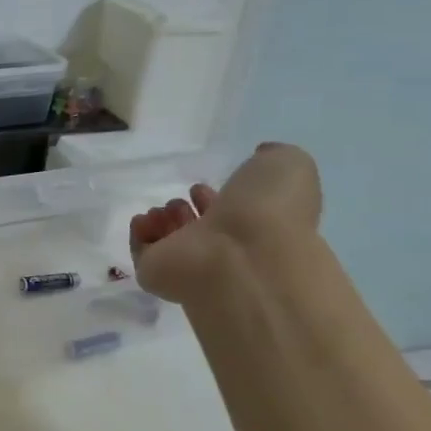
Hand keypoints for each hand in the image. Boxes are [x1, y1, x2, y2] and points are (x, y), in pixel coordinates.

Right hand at [129, 143, 321, 304]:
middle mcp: (226, 249)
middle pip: (198, 230)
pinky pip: (144, 254)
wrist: (243, 257)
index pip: (232, 216)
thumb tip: (260, 154)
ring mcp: (192, 266)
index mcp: (258, 227)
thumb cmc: (270, 212)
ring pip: (171, 243)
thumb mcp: (290, 165)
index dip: (215, 199)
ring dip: (163, 221)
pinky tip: (144, 219)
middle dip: (185, 211)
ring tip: (162, 209)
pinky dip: (140, 235)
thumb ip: (275, 156)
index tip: (201, 186)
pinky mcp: (159, 275)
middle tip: (179, 199)